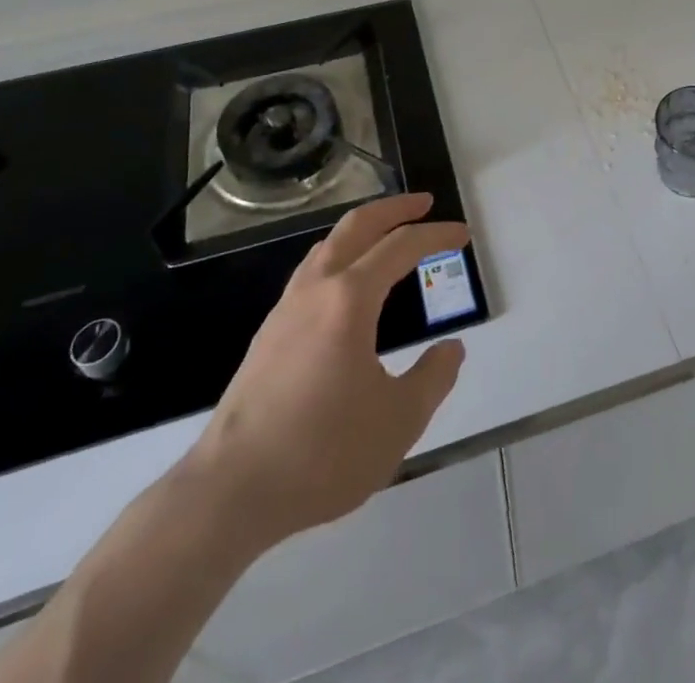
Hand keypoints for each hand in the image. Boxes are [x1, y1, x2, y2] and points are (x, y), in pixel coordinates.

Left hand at [186, 192, 469, 544]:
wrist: (231, 492)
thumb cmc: (323, 452)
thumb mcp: (398, 420)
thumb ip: (433, 378)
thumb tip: (451, 349)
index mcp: (350, 299)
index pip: (401, 247)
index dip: (436, 235)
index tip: (463, 234)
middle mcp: (316, 289)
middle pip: (357, 226)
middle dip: (394, 209)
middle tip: (423, 203)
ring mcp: (286, 309)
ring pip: (328, 246)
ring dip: (362, 230)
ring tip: (386, 236)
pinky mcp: (268, 334)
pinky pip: (311, 272)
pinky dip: (340, 257)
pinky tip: (346, 286)